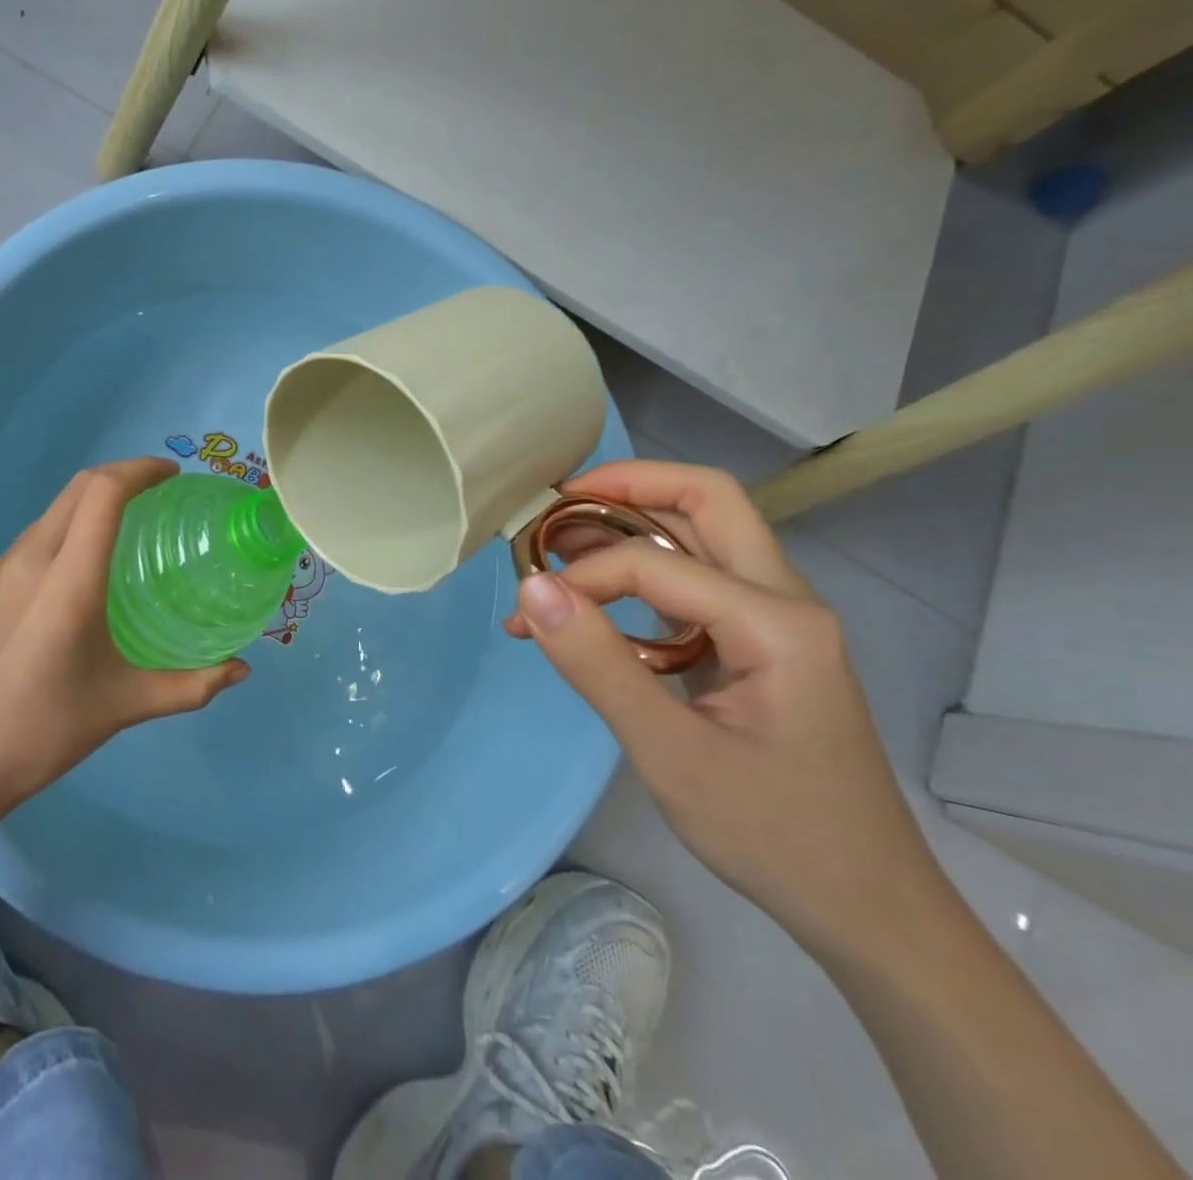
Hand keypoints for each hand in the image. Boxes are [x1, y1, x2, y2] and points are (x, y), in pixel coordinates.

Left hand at [0, 458, 248, 813]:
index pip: (103, 492)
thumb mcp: (124, 706)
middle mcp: (29, 560)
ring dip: (90, 504)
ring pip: (51, 513)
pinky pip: (31, 542)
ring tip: (126, 530)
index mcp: (67, 578)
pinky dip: (65, 532)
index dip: (140, 470)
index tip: (173, 477)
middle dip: (120, 477)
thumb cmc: (42, 732)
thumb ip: (190, 686)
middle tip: (159, 494)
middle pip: (77, 489)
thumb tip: (241, 669)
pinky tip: (79, 573)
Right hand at [504, 460, 944, 959]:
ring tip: (559, 548)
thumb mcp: (672, 755)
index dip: (582, 577)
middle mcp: (784, 599)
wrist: (867, 909)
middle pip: (706, 501)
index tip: (529, 614)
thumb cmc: (776, 835)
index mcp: (777, 621)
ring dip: (629, 526)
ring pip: (701, 534)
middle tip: (553, 506)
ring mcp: (775, 619)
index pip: (654, 563)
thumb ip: (598, 664)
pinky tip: (596, 604)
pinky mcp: (758, 643)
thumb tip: (530, 587)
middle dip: (626, 487)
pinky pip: (696, 580)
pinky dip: (640, 573)